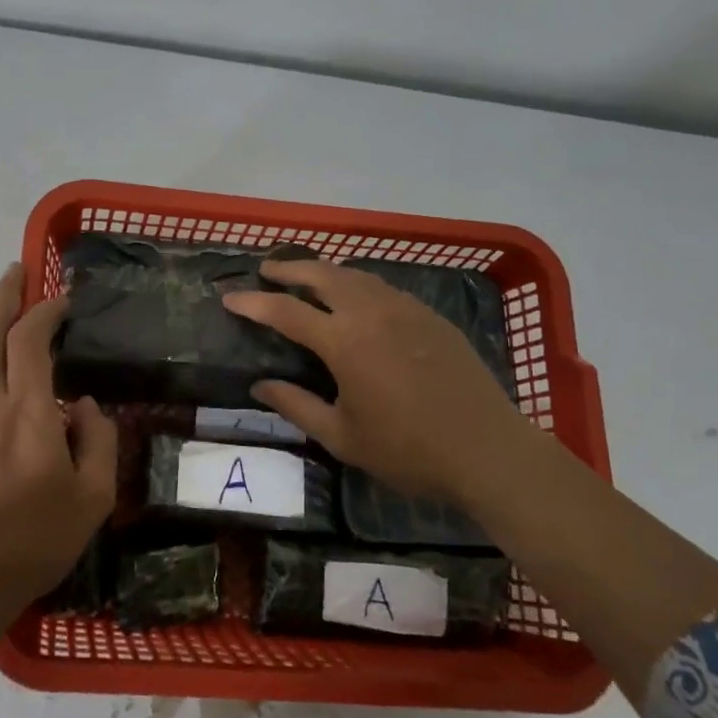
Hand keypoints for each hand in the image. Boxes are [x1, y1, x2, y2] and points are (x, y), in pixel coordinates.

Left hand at [0, 265, 118, 615]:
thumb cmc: (37, 541)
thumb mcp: (93, 497)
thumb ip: (97, 439)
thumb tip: (83, 406)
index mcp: (27, 413)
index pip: (29, 338)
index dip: (44, 310)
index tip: (61, 299)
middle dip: (3, 295)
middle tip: (16, 271)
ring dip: (7, 372)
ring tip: (32, 416)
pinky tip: (3, 461)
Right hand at [224, 258, 537, 507]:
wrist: (488, 450)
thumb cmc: (408, 451)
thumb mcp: (342, 437)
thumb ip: (296, 406)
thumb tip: (258, 386)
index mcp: (345, 342)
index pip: (286, 311)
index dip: (254, 302)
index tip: (229, 296)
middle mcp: (372, 313)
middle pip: (323, 274)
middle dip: (289, 267)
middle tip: (267, 269)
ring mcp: (406, 309)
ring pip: (356, 275)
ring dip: (325, 270)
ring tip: (306, 276)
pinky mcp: (431, 316)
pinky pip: (384, 288)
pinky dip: (357, 283)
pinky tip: (356, 297)